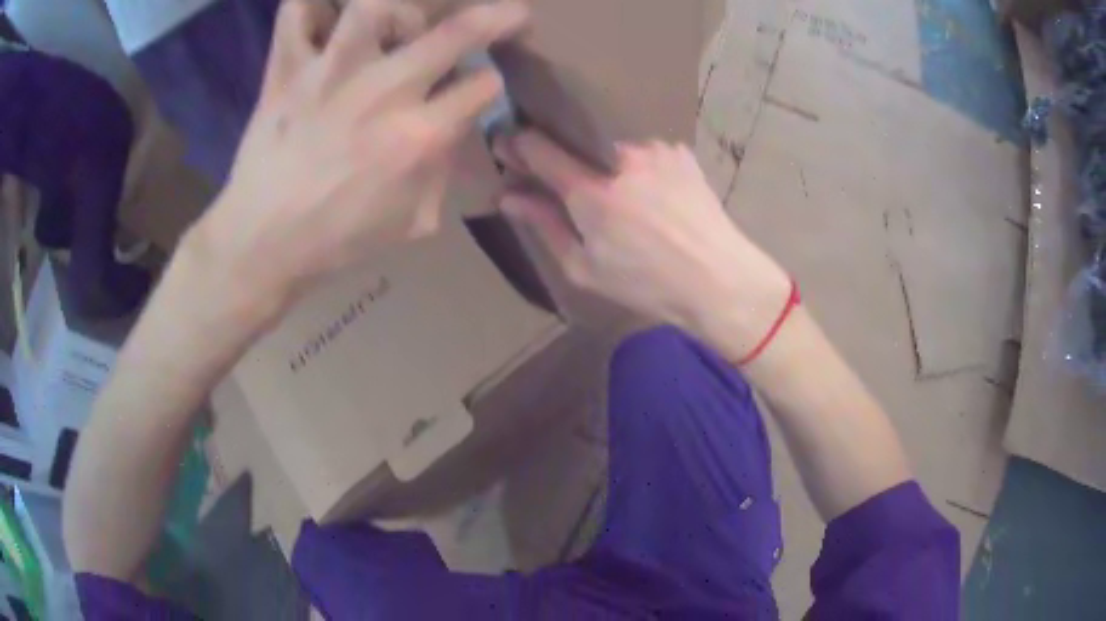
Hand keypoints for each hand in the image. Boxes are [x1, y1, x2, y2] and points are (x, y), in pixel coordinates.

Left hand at [189, 0, 529, 319]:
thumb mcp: (412, 221)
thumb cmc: (337, 239)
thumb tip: (453, 123)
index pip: (482, 87)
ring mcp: (329, 74)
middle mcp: (381, 93)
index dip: (491, 82)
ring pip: (374, 5)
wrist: (261, 244)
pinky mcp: (286, 71)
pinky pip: (295, 14)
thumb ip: (442, 166)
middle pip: (454, 34)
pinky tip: (327, 15)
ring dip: (399, 5)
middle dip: (496, 17)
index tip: (480, 86)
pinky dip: (311, 5)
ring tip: (397, 19)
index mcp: (418, 138)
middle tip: (509, 12)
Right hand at [497, 131, 791, 360]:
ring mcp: (655, 150)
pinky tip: (651, 194)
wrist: (719, 279)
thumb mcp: (585, 268)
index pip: (539, 148)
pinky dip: (638, 167)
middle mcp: (621, 158)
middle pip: (575, 143)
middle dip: (563, 157)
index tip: (506, 145)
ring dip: (606, 164)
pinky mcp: (679, 152)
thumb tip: (509, 196)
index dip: (517, 144)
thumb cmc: (647, 284)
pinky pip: (644, 152)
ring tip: (623, 198)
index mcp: (591, 192)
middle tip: (568, 183)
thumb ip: (544, 225)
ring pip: (612, 148)